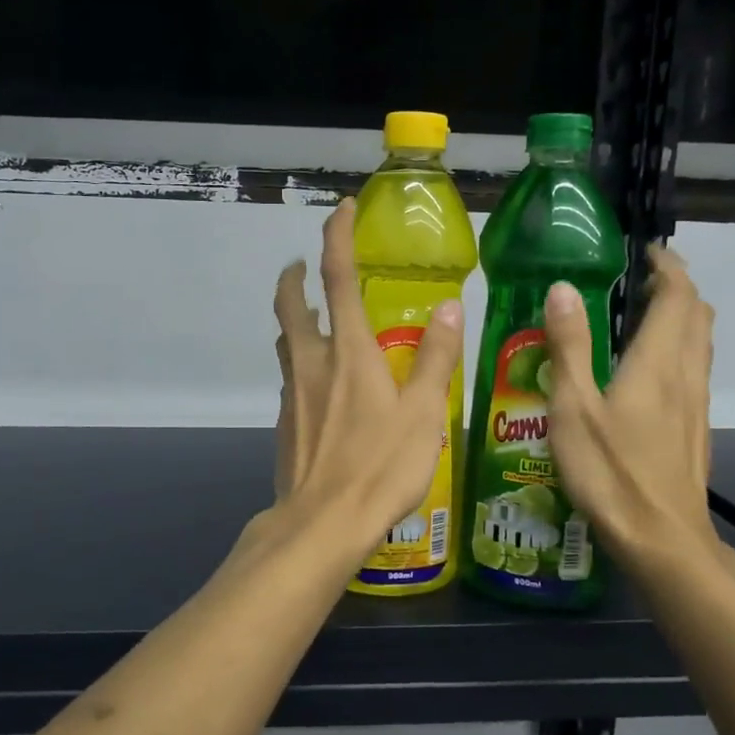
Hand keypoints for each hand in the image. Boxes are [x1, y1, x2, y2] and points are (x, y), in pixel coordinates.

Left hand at [271, 200, 463, 567]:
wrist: (321, 524)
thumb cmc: (380, 466)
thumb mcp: (424, 413)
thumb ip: (436, 357)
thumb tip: (449, 307)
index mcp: (348, 350)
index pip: (336, 276)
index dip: (337, 236)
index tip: (342, 209)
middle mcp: (312, 362)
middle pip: (290, 304)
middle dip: (294, 276)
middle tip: (305, 266)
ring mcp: (292, 393)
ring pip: (285, 341)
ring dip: (294, 319)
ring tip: (315, 320)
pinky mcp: (284, 422)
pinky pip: (290, 378)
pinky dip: (301, 363)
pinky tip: (320, 386)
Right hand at [541, 246, 734, 584]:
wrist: (662, 540)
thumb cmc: (610, 471)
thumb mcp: (573, 407)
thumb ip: (569, 346)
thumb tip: (562, 288)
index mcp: (657, 362)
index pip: (678, 296)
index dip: (668, 267)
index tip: (646, 252)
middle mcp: (686, 375)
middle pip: (698, 315)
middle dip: (678, 288)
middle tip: (642, 280)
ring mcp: (696, 405)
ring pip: (701, 344)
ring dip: (682, 318)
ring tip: (644, 316)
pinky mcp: (695, 430)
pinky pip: (694, 371)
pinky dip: (679, 350)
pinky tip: (648, 372)